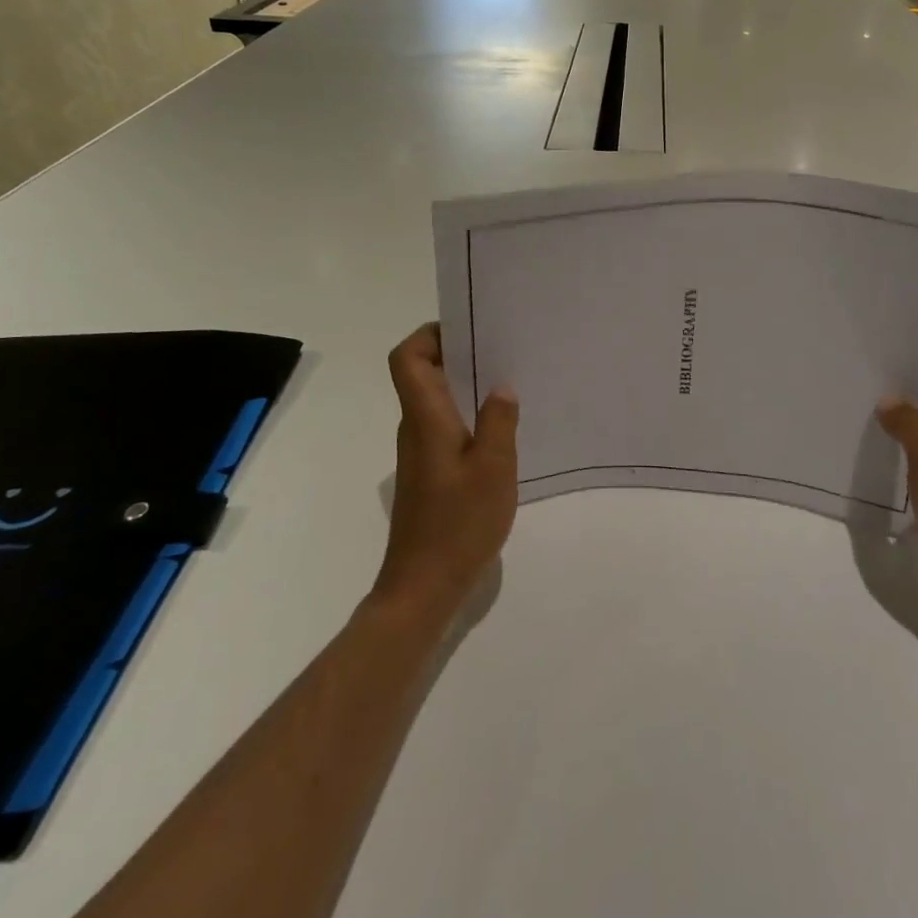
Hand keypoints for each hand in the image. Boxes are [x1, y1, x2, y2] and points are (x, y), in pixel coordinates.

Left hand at [376, 323, 519, 619]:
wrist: (423, 587)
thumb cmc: (458, 524)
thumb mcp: (493, 468)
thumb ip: (499, 421)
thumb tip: (501, 387)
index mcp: (426, 419)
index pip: (408, 359)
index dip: (429, 335)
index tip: (467, 329)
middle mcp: (416, 429)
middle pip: (423, 374)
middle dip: (458, 354)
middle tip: (502, 349)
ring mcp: (421, 453)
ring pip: (437, 401)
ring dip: (466, 386)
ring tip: (509, 382)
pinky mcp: (430, 474)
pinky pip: (446, 426)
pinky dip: (469, 415)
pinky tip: (502, 430)